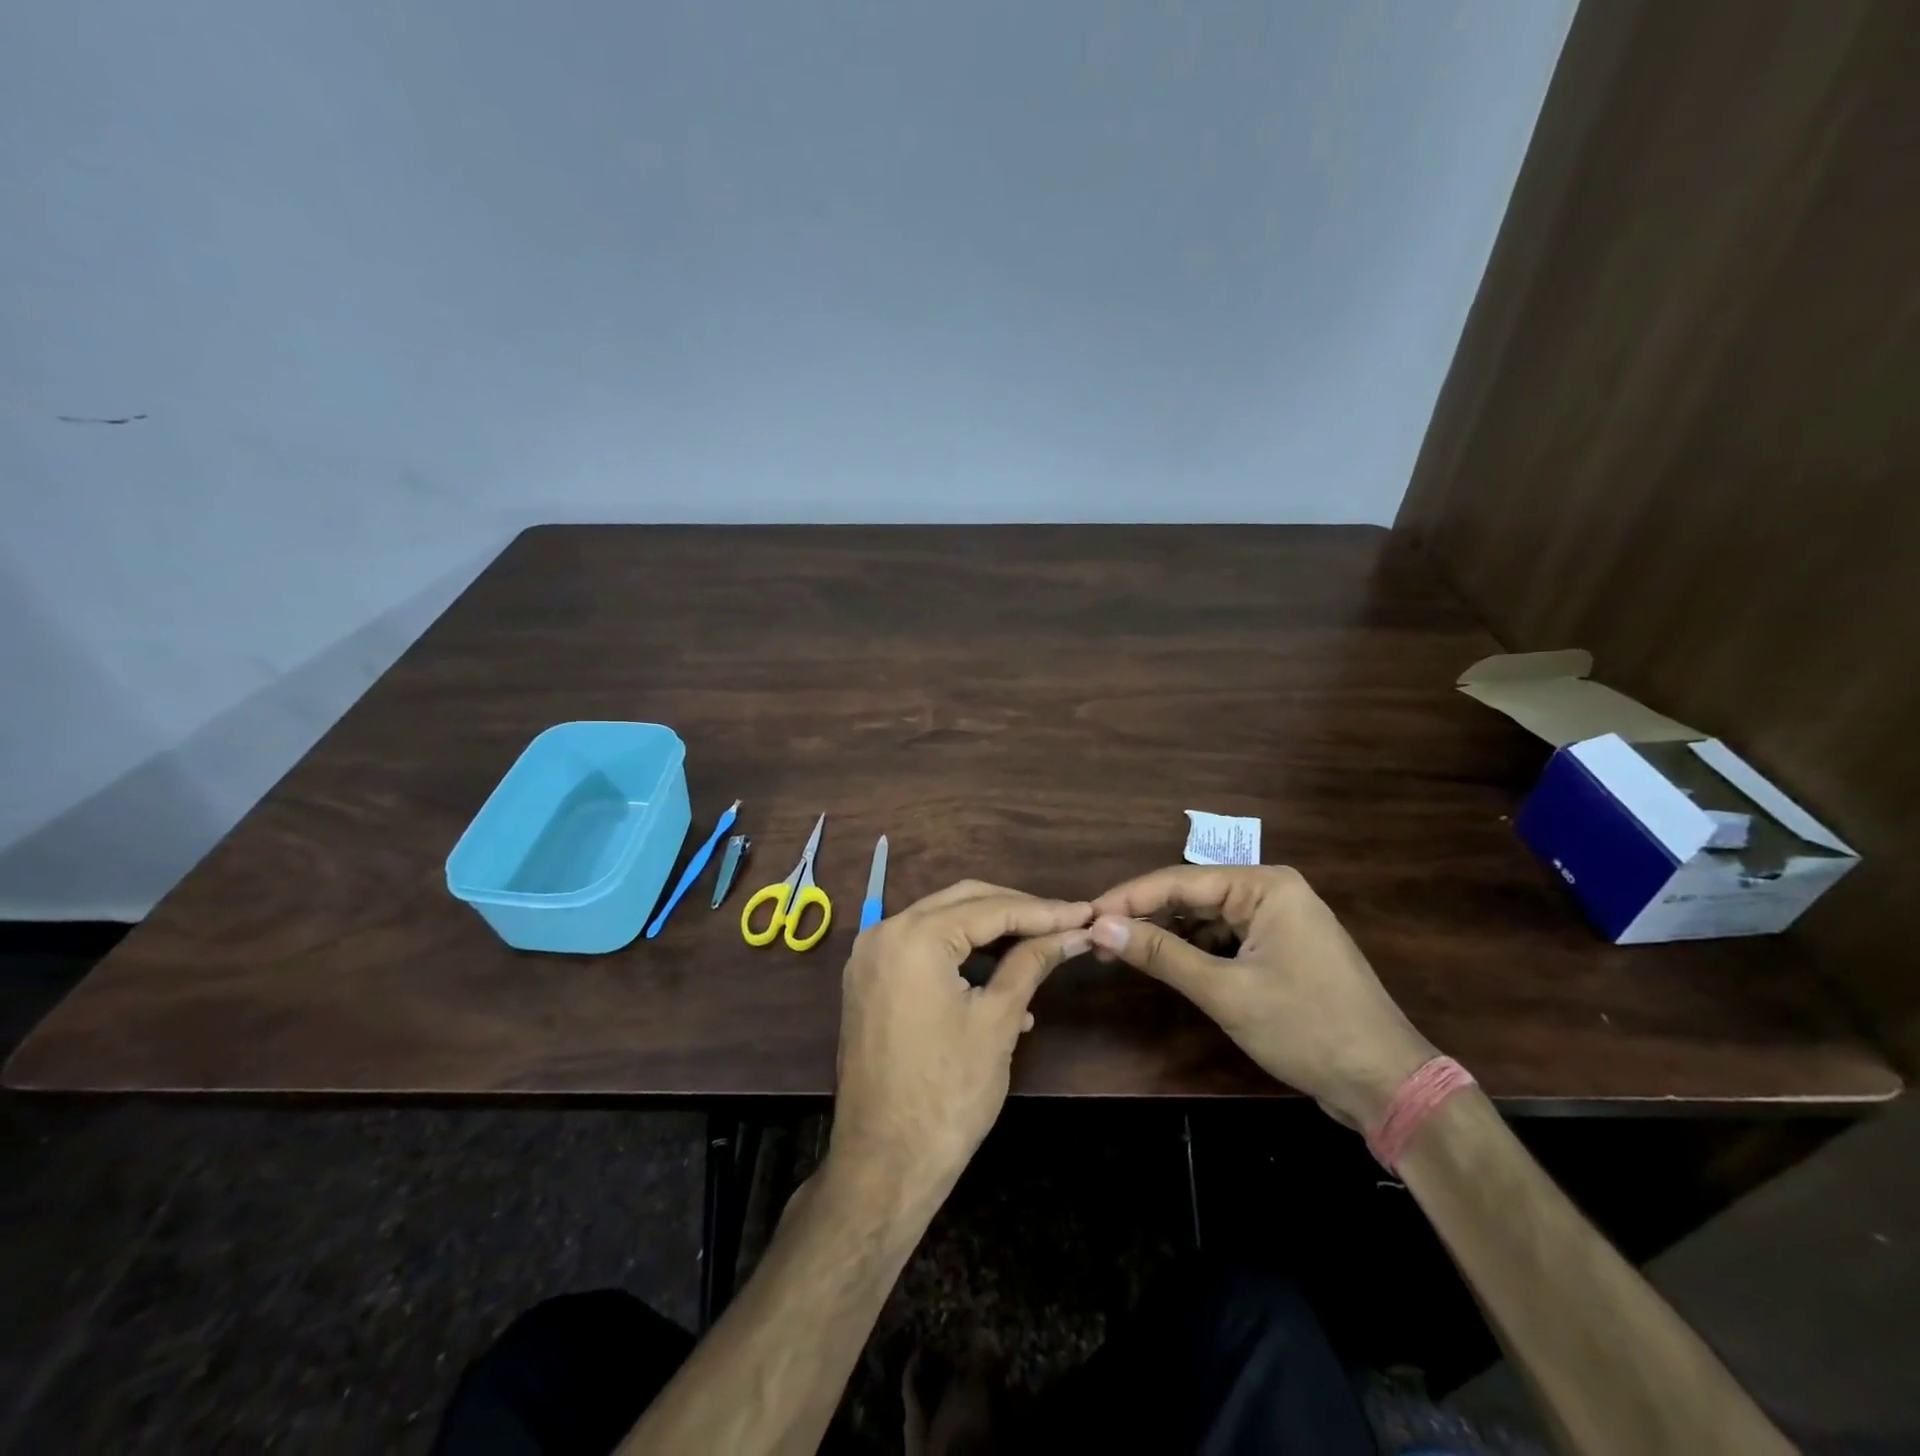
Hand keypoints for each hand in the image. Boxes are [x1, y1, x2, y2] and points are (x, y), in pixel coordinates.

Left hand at [826, 881, 1092, 1212]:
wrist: (883, 1165)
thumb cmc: (947, 1094)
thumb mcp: (998, 1020)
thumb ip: (1032, 963)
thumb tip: (1073, 932)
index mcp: (913, 936)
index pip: (989, 908)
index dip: (1042, 912)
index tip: (1084, 913)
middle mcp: (883, 932)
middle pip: (962, 902)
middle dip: (1016, 912)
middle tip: (1065, 922)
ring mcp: (870, 957)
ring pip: (942, 923)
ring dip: (991, 934)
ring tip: (1041, 949)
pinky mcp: (869, 982)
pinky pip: (923, 951)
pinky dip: (962, 958)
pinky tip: (1003, 984)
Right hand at [1090, 866, 1434, 1129]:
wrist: (1386, 1085)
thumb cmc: (1307, 1028)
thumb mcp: (1226, 991)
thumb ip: (1162, 955)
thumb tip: (1101, 928)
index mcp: (1265, 886)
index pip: (1180, 882)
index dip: (1128, 898)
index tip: (1086, 916)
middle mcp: (1272, 892)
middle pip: (1192, 896)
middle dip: (1145, 916)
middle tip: (1097, 937)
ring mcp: (1278, 921)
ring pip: (1205, 918)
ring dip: (1166, 934)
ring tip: (1120, 951)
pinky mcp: (1280, 950)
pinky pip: (1225, 939)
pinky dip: (1193, 951)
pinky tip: (1164, 963)